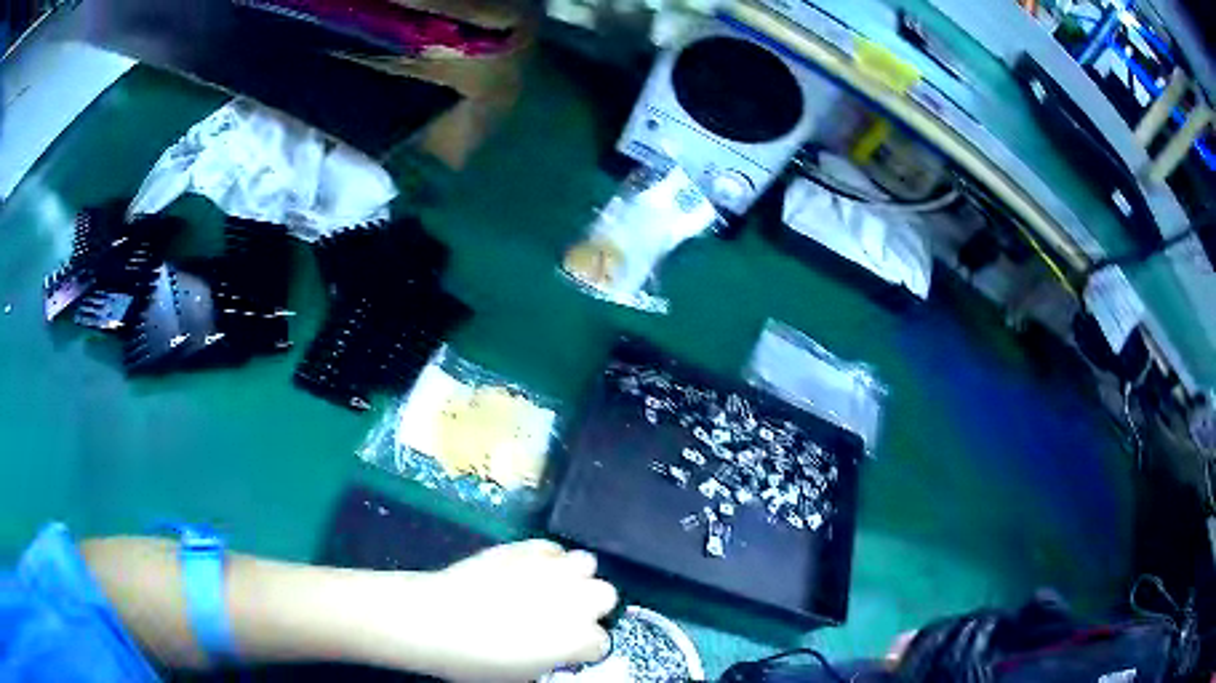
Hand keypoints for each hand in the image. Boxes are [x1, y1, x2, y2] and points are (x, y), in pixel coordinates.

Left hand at [378, 540, 618, 680]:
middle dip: (590, 606)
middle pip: (606, 594)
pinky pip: (551, 547)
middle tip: (564, 616)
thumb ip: (555, 660)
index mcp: (577, 638)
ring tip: (552, 588)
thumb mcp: (523, 676)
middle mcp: (574, 599)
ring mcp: (550, 569)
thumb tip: (560, 652)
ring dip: (574, 577)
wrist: (435, 621)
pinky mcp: (524, 547)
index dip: (583, 648)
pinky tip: (529, 570)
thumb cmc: (477, 661)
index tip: (568, 650)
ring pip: (586, 563)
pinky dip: (547, 559)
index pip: (601, 641)